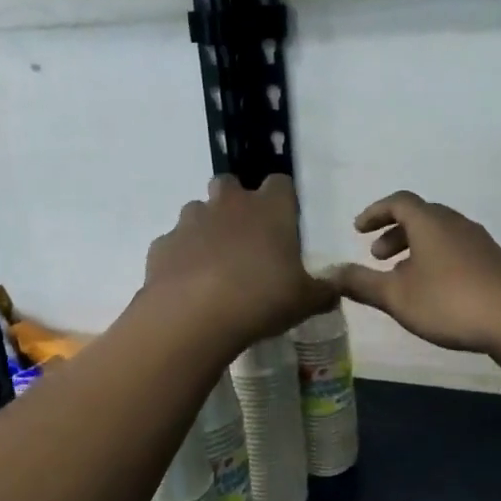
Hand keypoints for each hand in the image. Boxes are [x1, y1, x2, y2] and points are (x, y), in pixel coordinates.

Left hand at [145, 175, 334, 349]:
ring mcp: (190, 222)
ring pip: (197, 210)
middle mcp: (229, 205)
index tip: (284, 221)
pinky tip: (188, 283)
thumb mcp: (305, 301)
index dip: (282, 199)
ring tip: (214, 262)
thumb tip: (338, 287)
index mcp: (270, 209)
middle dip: (235, 202)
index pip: (280, 183)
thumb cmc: (261, 300)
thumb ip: (324, 290)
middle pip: (229, 183)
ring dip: (206, 227)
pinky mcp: (162, 245)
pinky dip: (181, 256)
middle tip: (246, 237)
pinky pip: (174, 243)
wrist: (193, 318)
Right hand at [329, 192, 500, 357]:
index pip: (398, 202)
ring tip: (402, 278)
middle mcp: (456, 224)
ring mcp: (480, 242)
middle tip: (377, 258)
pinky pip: (456, 250)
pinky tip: (434, 291)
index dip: (375, 212)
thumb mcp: (397, 297)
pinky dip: (436, 259)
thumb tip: (329, 273)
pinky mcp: (494, 263)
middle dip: (394, 233)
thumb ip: (362, 284)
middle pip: (420, 216)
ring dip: (415, 249)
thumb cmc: (451, 303)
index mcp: (430, 223)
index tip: (358, 230)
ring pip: (440, 235)